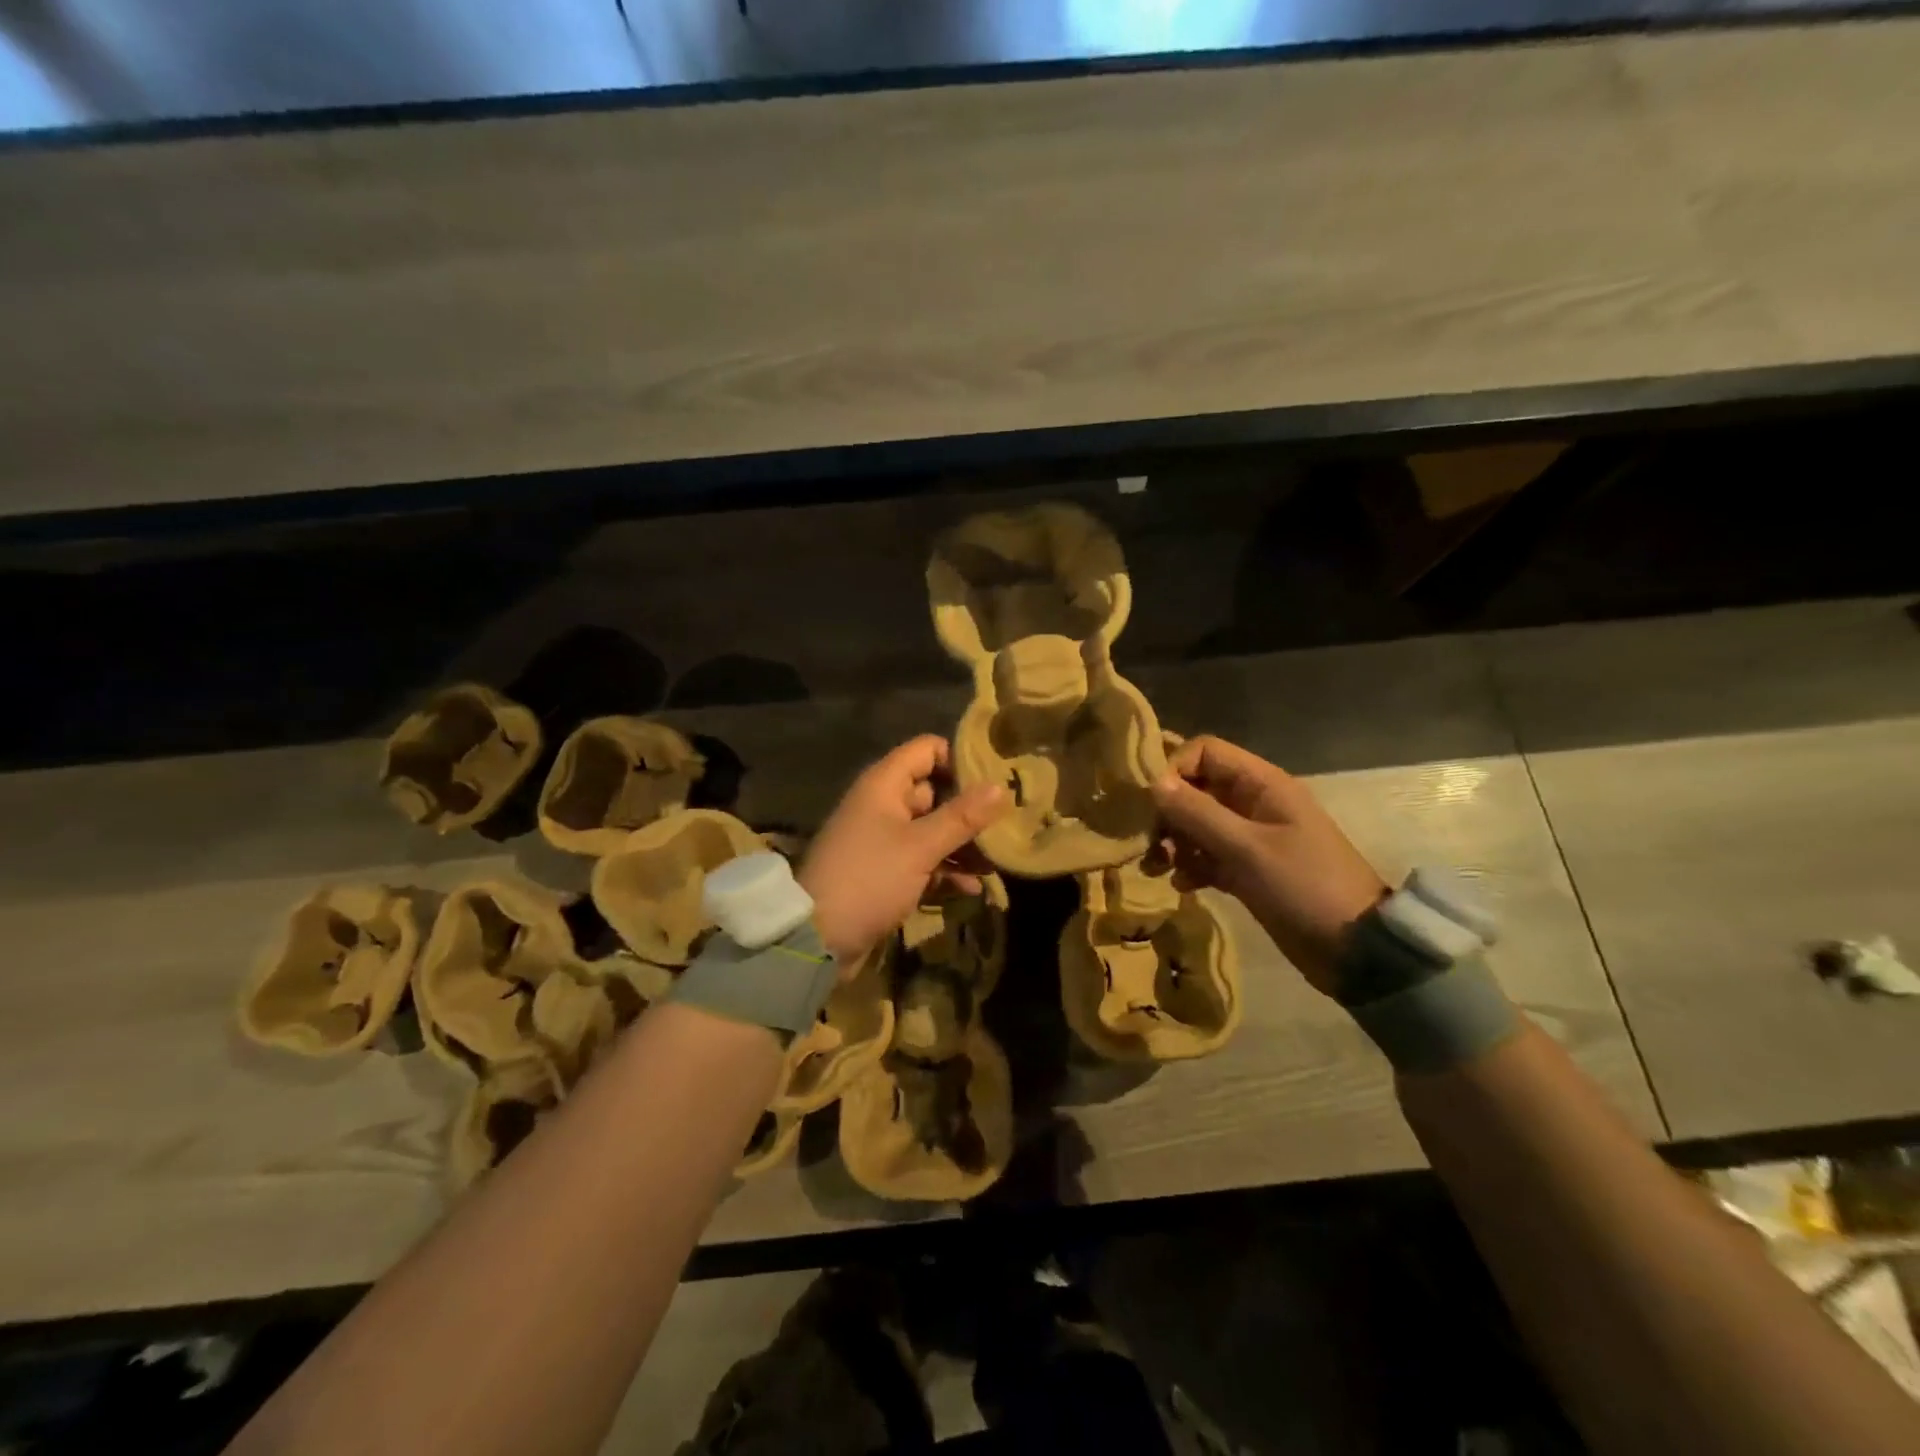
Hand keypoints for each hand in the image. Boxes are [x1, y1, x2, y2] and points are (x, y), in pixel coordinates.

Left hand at [798, 736, 1009, 968]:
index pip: (927, 749)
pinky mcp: (885, 871)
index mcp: (884, 784)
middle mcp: (883, 804)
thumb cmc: (869, 879)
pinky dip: (945, 869)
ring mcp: (883, 839)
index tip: (995, 779)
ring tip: (997, 861)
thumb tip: (1001, 787)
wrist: (817, 938)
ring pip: (932, 829)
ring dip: (962, 844)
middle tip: (1007, 823)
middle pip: (934, 791)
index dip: (960, 759)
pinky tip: (973, 887)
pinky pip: (922, 860)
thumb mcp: (920, 847)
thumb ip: (962, 816)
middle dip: (969, 809)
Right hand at [1151, 735, 1387, 994]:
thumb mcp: (1247, 848)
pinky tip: (1182, 885)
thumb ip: (1197, 813)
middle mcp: (1253, 803)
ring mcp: (1250, 837)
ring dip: (1173, 841)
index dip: (1174, 769)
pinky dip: (1190, 865)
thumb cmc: (1303, 886)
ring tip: (1157, 867)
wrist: (1354, 949)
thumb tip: (1153, 782)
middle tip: (1148, 841)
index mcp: (1261, 784)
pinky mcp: (1246, 869)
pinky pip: (1206, 855)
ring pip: (1196, 824)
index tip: (1151, 803)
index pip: (1205, 752)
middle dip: (1168, 812)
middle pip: (1195, 788)